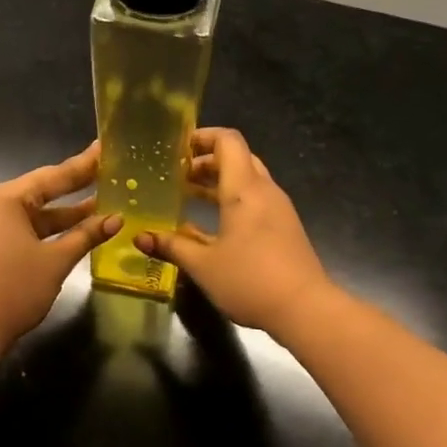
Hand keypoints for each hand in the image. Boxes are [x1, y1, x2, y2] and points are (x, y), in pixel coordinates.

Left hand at [0, 142, 120, 349]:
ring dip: (67, 213)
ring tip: (103, 203)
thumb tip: (116, 219)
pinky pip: (27, 228)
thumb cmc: (14, 288)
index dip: (83, 165)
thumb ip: (86, 236)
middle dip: (76, 186)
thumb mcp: (55, 261)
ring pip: (36, 213)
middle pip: (43, 190)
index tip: (105, 148)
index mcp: (8, 199)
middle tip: (108, 170)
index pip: (53, 176)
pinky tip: (78, 230)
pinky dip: (51, 229)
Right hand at [134, 127, 332, 336]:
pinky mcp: (284, 228)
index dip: (203, 136)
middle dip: (206, 161)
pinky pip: (255, 200)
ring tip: (189, 196)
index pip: (228, 141)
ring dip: (219, 182)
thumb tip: (139, 237)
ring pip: (247, 180)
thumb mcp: (203, 265)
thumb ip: (171, 246)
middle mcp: (264, 191)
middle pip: (237, 158)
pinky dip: (232, 200)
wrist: (306, 310)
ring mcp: (278, 209)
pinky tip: (212, 225)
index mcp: (243, 189)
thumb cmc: (250, 280)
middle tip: (178, 175)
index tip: (177, 148)